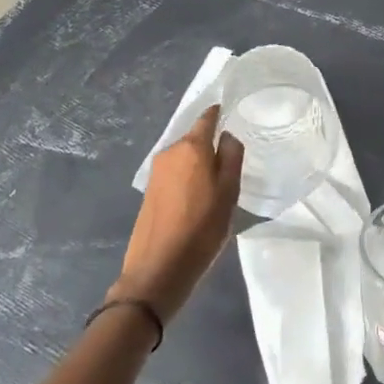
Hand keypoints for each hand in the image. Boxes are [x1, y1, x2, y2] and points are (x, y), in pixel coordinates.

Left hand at [111, 107, 242, 321]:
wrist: (157, 270)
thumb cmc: (201, 229)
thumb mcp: (229, 193)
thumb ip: (231, 157)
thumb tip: (227, 136)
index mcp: (191, 147)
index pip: (207, 118)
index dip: (220, 114)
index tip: (234, 116)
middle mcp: (170, 152)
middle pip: (195, 138)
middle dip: (211, 144)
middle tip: (231, 162)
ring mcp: (156, 172)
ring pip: (185, 157)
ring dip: (199, 163)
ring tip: (217, 184)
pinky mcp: (149, 191)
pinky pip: (175, 173)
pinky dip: (187, 178)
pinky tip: (197, 198)